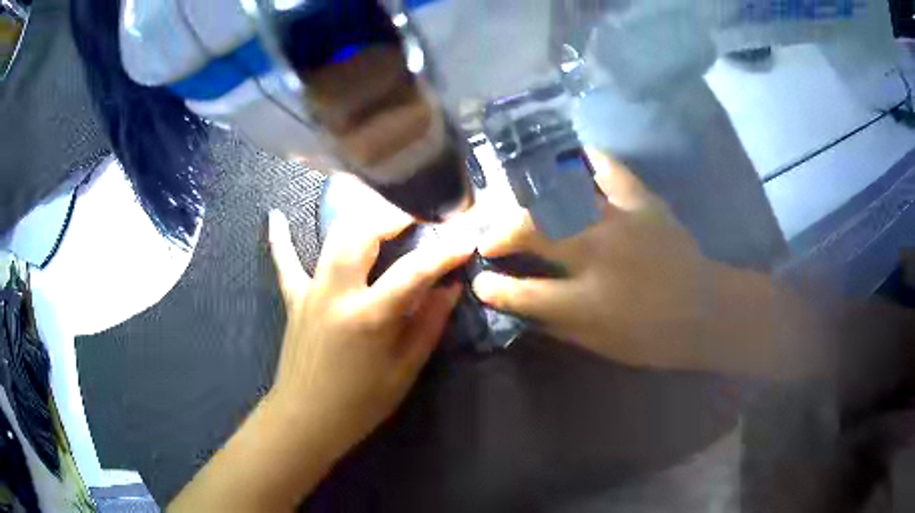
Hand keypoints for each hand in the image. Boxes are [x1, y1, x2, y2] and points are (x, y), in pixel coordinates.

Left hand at [267, 178, 470, 457]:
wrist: (307, 418)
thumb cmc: (361, 402)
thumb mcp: (404, 370)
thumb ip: (428, 324)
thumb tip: (450, 288)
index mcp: (369, 317)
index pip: (414, 272)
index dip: (444, 252)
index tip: (466, 237)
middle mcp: (337, 293)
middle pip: (362, 235)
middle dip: (393, 216)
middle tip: (417, 215)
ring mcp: (310, 291)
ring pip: (332, 239)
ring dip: (358, 219)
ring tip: (381, 212)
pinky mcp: (294, 298)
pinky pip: (284, 262)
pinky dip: (280, 239)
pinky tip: (275, 216)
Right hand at [472, 150, 725, 370]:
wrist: (705, 310)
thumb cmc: (652, 337)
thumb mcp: (599, 344)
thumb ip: (556, 322)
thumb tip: (519, 302)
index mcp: (586, 302)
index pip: (522, 292)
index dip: (494, 287)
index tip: (481, 280)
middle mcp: (597, 255)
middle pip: (532, 229)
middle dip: (500, 232)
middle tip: (491, 236)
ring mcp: (620, 221)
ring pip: (559, 196)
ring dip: (529, 198)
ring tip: (516, 201)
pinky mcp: (641, 200)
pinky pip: (605, 167)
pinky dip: (582, 159)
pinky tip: (564, 162)